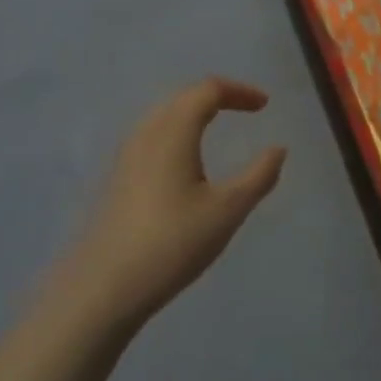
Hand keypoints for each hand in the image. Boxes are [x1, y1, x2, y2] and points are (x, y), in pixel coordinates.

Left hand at [73, 78, 286, 330]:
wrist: (103, 290)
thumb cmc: (172, 243)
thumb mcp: (228, 210)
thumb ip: (259, 175)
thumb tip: (278, 149)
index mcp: (174, 132)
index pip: (208, 90)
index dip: (239, 91)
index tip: (264, 105)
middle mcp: (146, 134)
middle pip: (183, 97)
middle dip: (217, 96)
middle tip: (246, 109)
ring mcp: (126, 157)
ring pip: (164, 116)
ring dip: (194, 113)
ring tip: (218, 127)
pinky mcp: (117, 179)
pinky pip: (152, 137)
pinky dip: (177, 132)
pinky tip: (185, 161)